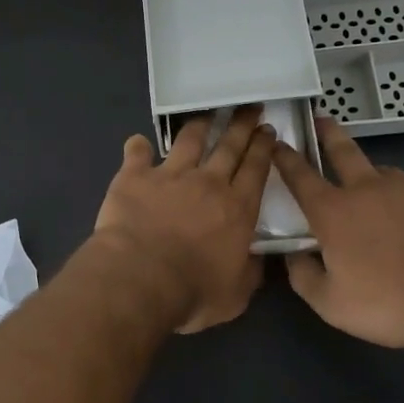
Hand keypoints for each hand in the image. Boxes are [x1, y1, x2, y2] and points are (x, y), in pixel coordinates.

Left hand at [93, 108, 275, 332]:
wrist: (140, 277)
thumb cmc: (193, 292)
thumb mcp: (236, 295)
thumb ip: (249, 272)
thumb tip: (258, 259)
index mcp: (237, 208)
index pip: (256, 169)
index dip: (263, 148)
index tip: (268, 130)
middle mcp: (208, 183)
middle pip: (229, 146)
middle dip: (241, 124)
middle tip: (249, 107)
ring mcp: (170, 175)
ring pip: (189, 140)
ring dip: (200, 124)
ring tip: (207, 114)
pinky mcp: (135, 176)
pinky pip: (137, 153)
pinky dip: (138, 146)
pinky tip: (137, 142)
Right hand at [272, 116, 403, 354]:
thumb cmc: (389, 303)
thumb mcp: (331, 304)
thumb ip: (303, 276)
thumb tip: (293, 256)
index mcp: (334, 212)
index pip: (300, 176)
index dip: (286, 158)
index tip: (278, 142)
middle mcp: (369, 189)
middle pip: (343, 151)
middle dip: (329, 133)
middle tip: (322, 118)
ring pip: (386, 175)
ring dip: (376, 179)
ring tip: (381, 198)